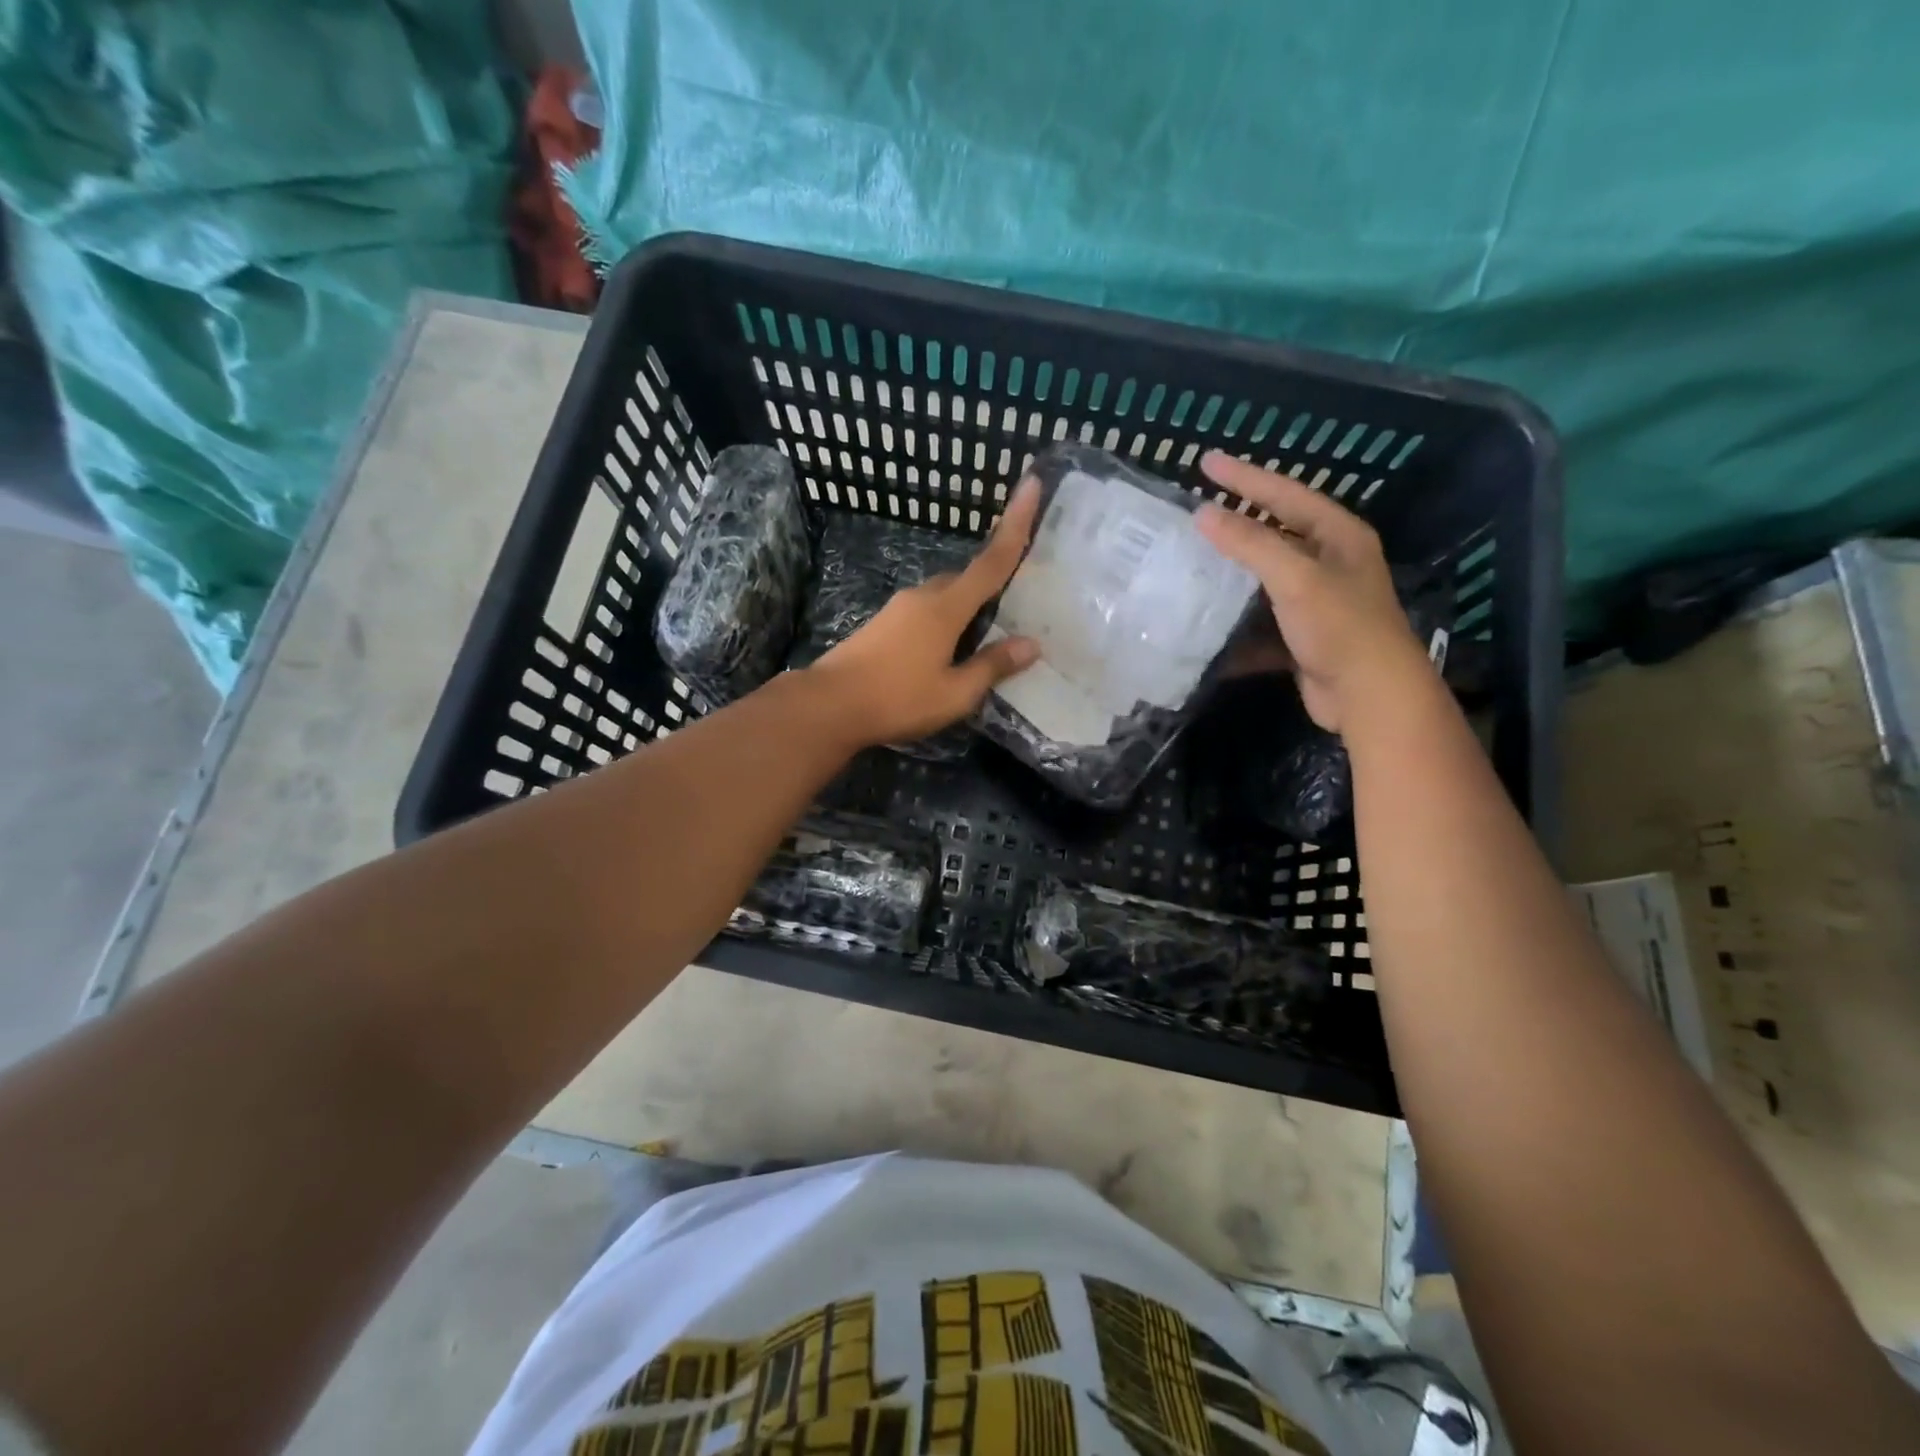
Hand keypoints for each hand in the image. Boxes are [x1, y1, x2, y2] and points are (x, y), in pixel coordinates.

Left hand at [808, 479, 1041, 746]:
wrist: (828, 705)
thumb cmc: (897, 699)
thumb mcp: (954, 693)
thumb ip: (992, 666)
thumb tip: (1031, 645)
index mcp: (945, 608)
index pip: (991, 562)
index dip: (1016, 526)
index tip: (1031, 483)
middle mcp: (922, 598)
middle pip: (965, 579)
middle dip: (989, 583)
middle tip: (1013, 605)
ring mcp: (897, 609)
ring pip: (942, 596)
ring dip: (964, 607)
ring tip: (981, 639)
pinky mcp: (881, 624)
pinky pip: (924, 612)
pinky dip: (943, 621)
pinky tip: (945, 651)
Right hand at [1194, 451, 1430, 732]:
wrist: (1368, 696)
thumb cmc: (1339, 627)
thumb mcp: (1295, 578)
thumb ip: (1250, 543)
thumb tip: (1203, 514)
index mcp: (1338, 536)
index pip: (1286, 494)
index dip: (1245, 477)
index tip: (1205, 462)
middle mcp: (1330, 563)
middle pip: (1274, 534)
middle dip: (1235, 524)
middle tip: (1194, 511)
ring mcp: (1315, 602)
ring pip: (1263, 580)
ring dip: (1230, 577)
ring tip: (1189, 565)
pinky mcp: (1301, 637)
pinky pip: (1260, 622)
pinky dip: (1235, 626)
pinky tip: (1205, 626)